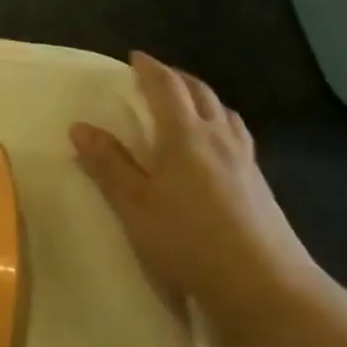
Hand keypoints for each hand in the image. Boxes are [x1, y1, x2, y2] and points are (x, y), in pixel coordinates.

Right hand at [70, 51, 324, 346]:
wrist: (266, 288)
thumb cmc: (189, 242)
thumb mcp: (135, 206)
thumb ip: (109, 165)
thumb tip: (81, 126)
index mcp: (186, 135)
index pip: (167, 87)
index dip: (150, 69)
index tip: (135, 57)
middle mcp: (219, 138)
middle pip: (200, 93)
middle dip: (177, 79)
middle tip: (157, 77)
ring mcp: (245, 162)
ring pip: (224, 114)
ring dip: (203, 99)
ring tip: (188, 104)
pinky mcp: (260, 186)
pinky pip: (238, 137)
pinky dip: (221, 124)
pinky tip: (216, 147)